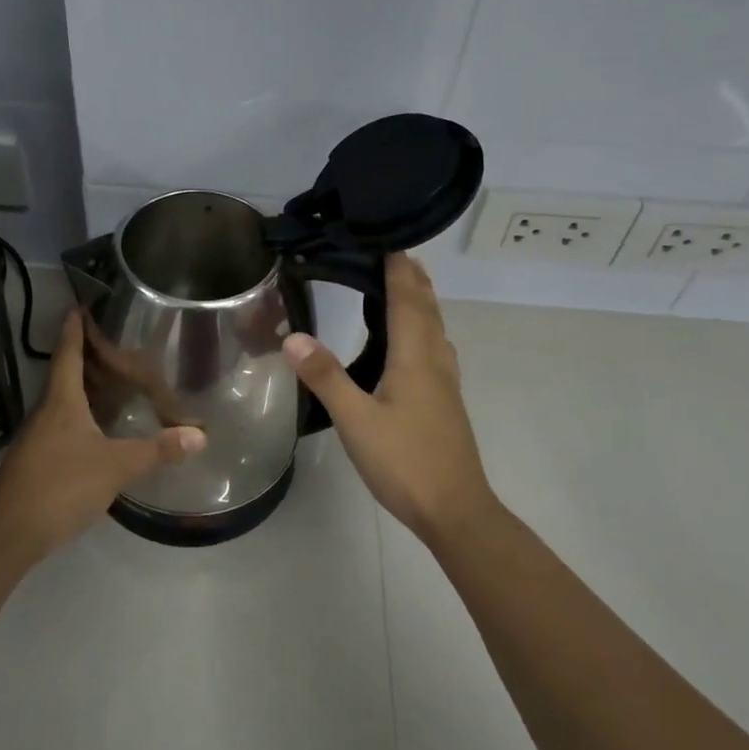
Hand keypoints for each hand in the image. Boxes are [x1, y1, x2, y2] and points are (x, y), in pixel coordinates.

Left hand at [0, 310, 205, 552]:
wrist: (11, 532)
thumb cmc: (62, 485)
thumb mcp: (117, 466)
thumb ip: (157, 450)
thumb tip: (200, 435)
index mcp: (61, 402)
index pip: (67, 354)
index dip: (74, 330)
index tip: (78, 307)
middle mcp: (46, 413)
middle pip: (64, 375)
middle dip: (85, 358)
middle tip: (113, 345)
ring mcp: (37, 438)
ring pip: (62, 403)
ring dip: (83, 389)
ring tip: (112, 383)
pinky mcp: (36, 461)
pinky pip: (61, 427)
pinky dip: (80, 418)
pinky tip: (98, 430)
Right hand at [283, 253, 497, 540]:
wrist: (455, 509)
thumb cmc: (405, 462)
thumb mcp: (356, 420)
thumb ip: (326, 377)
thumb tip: (293, 336)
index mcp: (415, 357)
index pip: (407, 299)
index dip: (399, 268)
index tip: (385, 239)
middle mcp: (436, 361)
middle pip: (427, 308)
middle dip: (412, 278)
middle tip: (392, 253)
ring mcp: (445, 382)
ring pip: (435, 328)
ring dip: (420, 301)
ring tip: (402, 286)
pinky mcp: (446, 401)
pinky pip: (435, 347)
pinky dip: (423, 328)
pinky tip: (413, 344)